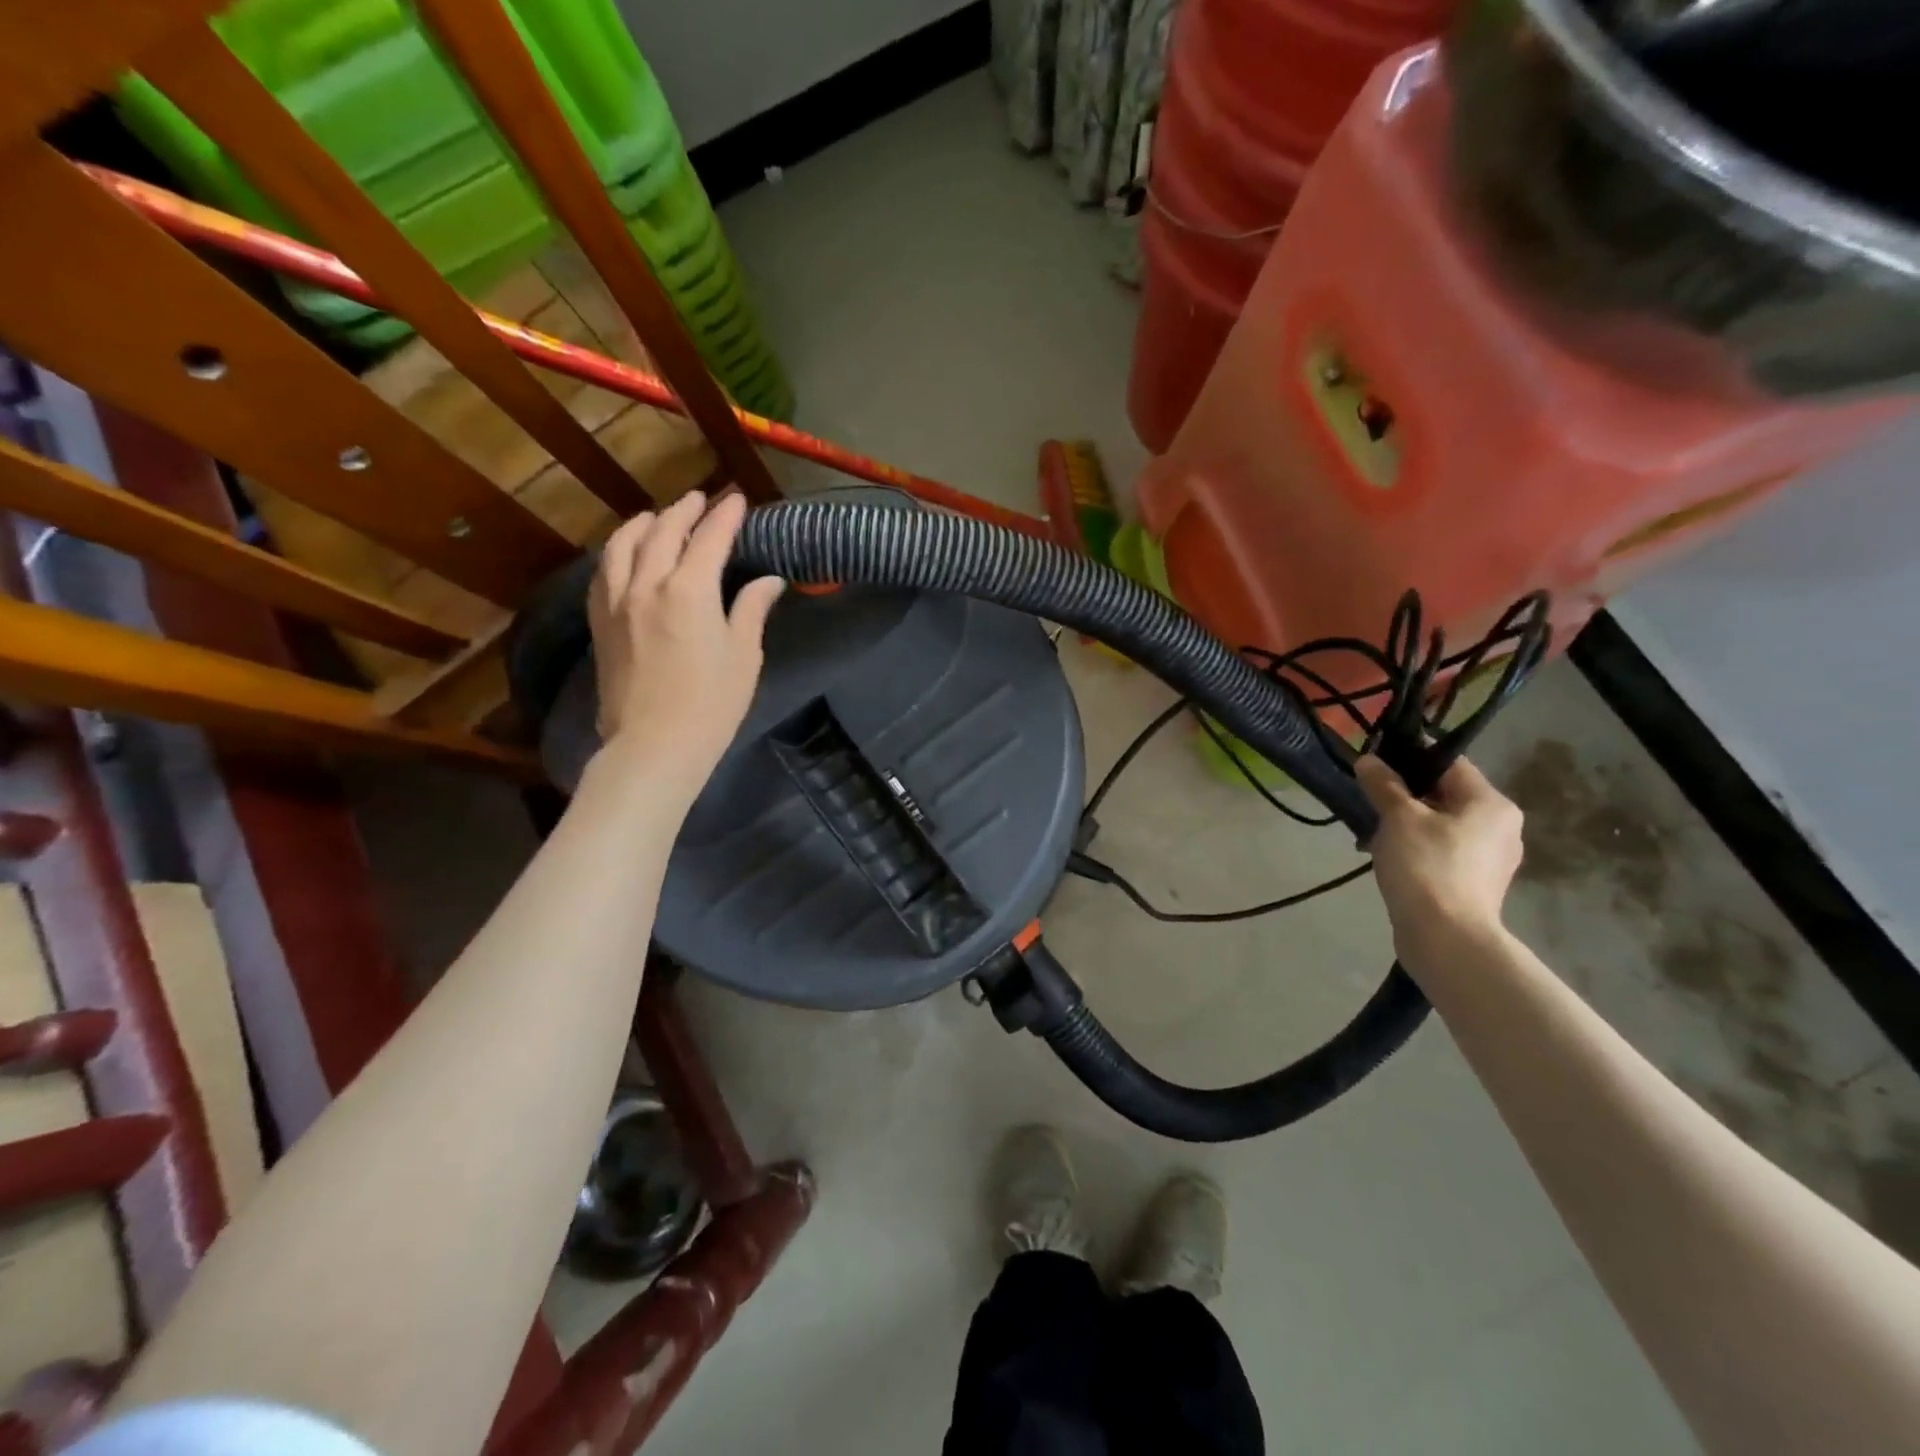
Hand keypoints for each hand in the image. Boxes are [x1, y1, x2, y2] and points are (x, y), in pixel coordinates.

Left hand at [588, 490, 783, 791]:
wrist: (654, 746)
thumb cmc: (711, 705)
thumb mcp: (744, 657)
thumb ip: (751, 610)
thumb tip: (769, 581)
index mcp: (690, 591)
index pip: (710, 539)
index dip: (726, 516)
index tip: (738, 500)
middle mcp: (647, 585)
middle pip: (663, 532)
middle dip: (685, 511)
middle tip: (703, 500)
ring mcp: (617, 602)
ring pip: (624, 545)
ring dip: (644, 524)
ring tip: (658, 516)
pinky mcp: (601, 623)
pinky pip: (604, 572)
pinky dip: (617, 551)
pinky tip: (625, 553)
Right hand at [1355, 755, 1523, 970]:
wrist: (1446, 939)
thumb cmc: (1426, 867)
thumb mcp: (1398, 818)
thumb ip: (1384, 785)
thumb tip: (1369, 760)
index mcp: (1491, 803)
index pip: (1449, 763)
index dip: (1410, 758)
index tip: (1375, 764)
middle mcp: (1502, 826)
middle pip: (1446, 794)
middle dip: (1405, 796)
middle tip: (1369, 801)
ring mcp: (1492, 858)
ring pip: (1442, 824)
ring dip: (1408, 824)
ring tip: (1374, 834)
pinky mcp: (1477, 883)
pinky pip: (1444, 851)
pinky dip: (1418, 848)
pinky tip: (1390, 859)